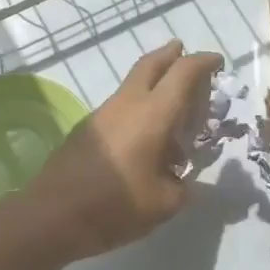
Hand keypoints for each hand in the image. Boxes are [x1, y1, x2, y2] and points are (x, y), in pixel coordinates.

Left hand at [19, 42, 223, 261]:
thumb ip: (182, 186)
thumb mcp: (164, 203)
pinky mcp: (86, 129)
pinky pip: (120, 106)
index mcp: (153, 115)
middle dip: (171, 54)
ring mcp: (102, 114)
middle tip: (184, 53)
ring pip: (132, 84)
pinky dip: (138, 106)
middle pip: (152, 64)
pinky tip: (143, 135)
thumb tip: (182, 180)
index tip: (218, 62)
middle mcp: (127, 104)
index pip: (183, 73)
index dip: (203, 62)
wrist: (51, 216)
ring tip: (170, 103)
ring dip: (153, 82)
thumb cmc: (115, 206)